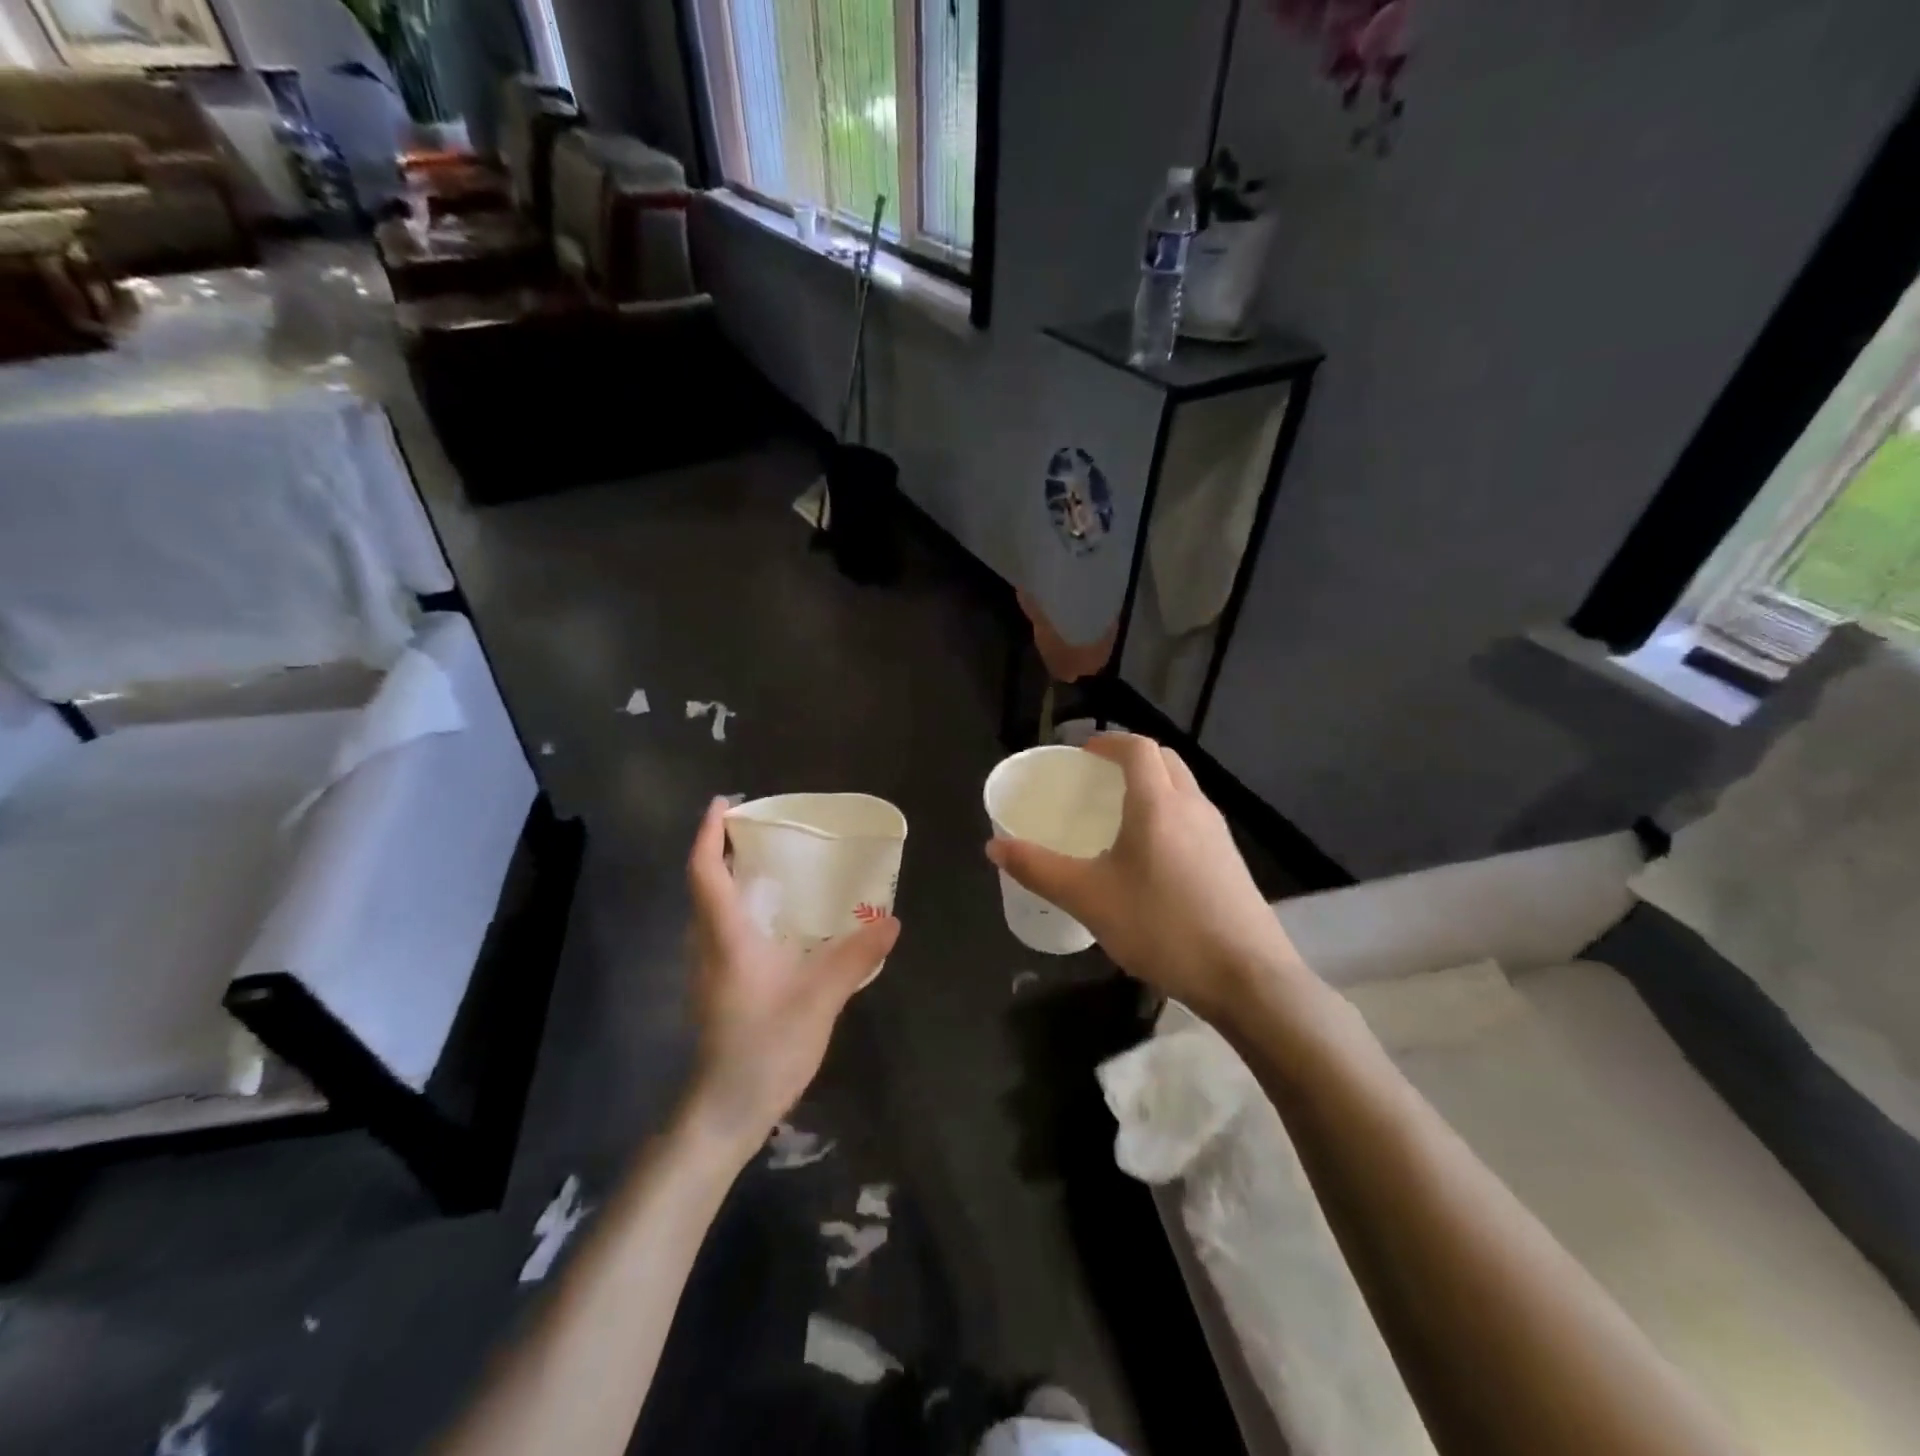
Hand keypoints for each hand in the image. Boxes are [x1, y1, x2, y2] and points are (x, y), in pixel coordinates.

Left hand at [684, 798, 899, 1148]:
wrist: (725, 1111)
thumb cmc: (765, 1046)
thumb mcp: (820, 998)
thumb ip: (855, 957)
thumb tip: (891, 921)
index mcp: (726, 936)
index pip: (705, 871)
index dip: (708, 833)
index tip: (724, 802)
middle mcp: (708, 945)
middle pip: (704, 885)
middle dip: (721, 850)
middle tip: (759, 830)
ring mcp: (708, 970)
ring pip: (710, 910)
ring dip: (730, 880)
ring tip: (771, 867)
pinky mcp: (717, 989)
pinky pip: (722, 932)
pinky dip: (740, 910)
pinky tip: (776, 923)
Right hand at [987, 734, 1301, 1020]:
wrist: (1246, 977)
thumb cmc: (1162, 926)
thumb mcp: (1089, 899)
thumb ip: (1038, 869)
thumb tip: (994, 847)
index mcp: (1158, 803)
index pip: (1138, 748)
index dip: (1109, 742)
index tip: (1083, 752)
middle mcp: (1193, 806)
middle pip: (1164, 760)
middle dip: (1131, 758)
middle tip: (1097, 778)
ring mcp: (1218, 834)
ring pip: (1183, 789)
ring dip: (1153, 786)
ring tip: (1119, 815)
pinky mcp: (1230, 861)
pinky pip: (1194, 818)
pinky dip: (1169, 814)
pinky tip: (1150, 858)